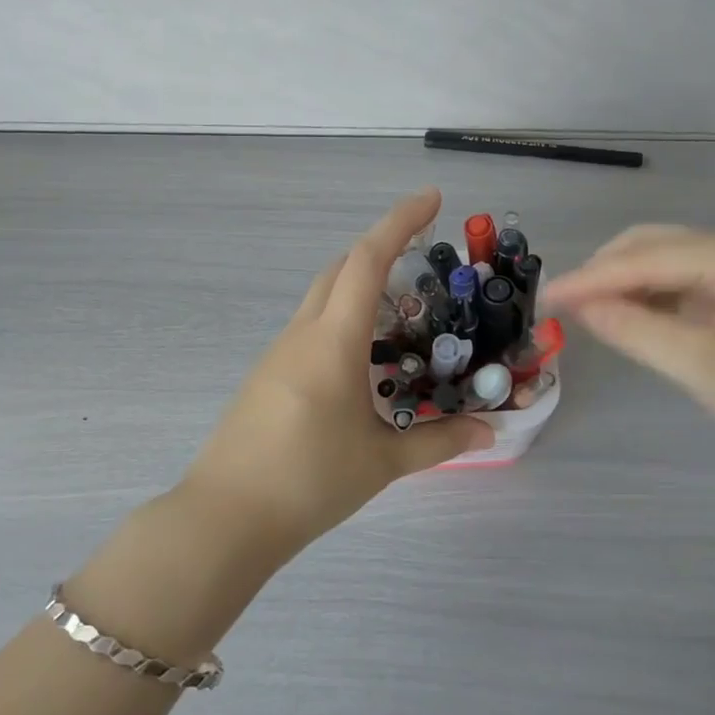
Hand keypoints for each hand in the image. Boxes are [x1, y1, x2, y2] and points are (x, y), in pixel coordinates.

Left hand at [182, 188, 494, 550]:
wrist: (225, 516)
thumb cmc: (308, 481)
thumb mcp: (381, 461)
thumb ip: (438, 441)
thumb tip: (489, 431)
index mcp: (333, 340)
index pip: (368, 260)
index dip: (400, 221)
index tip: (431, 198)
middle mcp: (303, 333)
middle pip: (341, 267)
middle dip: (381, 249)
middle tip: (422, 258)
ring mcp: (279, 352)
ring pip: (323, 296)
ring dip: (360, 287)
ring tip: (402, 316)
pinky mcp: (267, 373)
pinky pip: (310, 326)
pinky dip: (342, 319)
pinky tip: (363, 360)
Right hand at [546, 226, 714, 470]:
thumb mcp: (700, 365)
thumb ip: (636, 330)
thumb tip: (580, 306)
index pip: (644, 257)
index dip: (591, 277)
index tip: (546, 295)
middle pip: (651, 245)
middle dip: (604, 270)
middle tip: (562, 303)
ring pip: (662, 260)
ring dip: (622, 281)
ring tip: (584, 309)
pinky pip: (678, 281)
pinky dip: (645, 294)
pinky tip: (625, 313)